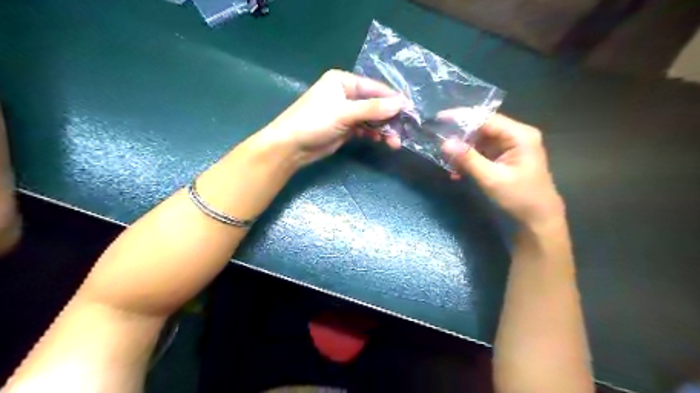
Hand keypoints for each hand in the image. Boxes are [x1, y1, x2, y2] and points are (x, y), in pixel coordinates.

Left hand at [263, 68, 404, 167]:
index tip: (411, 110)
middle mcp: (346, 94)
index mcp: (343, 81)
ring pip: (371, 118)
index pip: (374, 87)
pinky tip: (383, 141)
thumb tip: (401, 104)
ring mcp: (346, 112)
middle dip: (389, 117)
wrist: (291, 146)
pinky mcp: (345, 128)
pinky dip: (374, 134)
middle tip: (405, 130)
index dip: (393, 98)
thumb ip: (373, 109)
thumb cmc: (314, 122)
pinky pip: (365, 128)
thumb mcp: (344, 113)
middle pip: (375, 103)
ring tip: (395, 142)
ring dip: (384, 128)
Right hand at [438, 113, 564, 225]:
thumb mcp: (491, 178)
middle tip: (439, 145)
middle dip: (460, 137)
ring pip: (480, 141)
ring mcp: (511, 147)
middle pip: (482, 128)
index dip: (462, 117)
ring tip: (447, 163)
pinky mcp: (505, 158)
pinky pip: (482, 153)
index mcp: (519, 135)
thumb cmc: (519, 198)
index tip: (439, 118)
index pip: (486, 118)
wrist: (538, 219)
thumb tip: (445, 143)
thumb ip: (468, 159)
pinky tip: (457, 172)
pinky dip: (469, 161)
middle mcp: (516, 136)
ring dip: (463, 152)